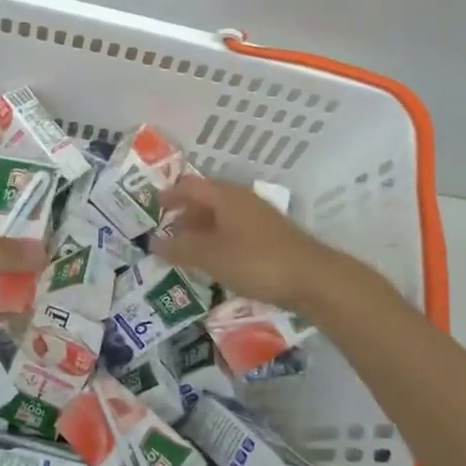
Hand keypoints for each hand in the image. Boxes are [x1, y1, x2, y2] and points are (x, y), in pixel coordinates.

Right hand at [156, 173, 355, 315]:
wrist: (312, 279)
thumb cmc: (256, 261)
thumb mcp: (211, 256)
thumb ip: (180, 249)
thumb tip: (153, 242)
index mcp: (226, 196)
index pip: (191, 186)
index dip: (170, 195)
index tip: (154, 207)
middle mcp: (243, 200)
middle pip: (207, 200)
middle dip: (185, 215)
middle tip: (167, 234)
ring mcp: (260, 218)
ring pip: (222, 217)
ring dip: (202, 230)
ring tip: (187, 251)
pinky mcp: (271, 237)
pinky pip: (235, 231)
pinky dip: (218, 240)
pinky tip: (216, 261)